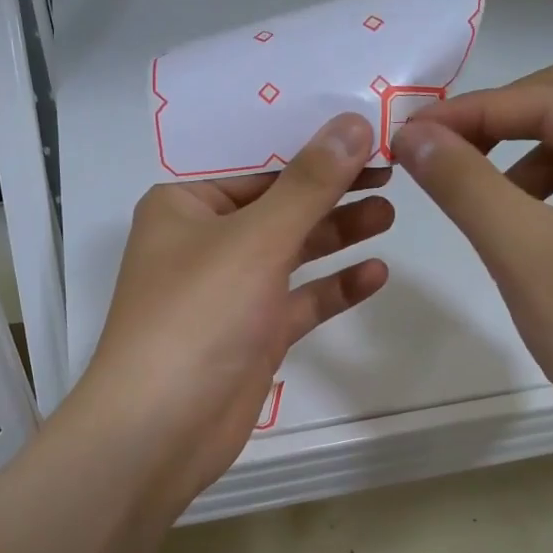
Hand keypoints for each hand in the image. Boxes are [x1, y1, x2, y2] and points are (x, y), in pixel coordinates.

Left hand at [67, 113, 392, 514]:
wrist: (160, 429)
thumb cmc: (197, 316)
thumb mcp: (256, 240)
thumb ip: (310, 183)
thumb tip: (354, 123)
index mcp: (185, 206)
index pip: (256, 161)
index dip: (310, 143)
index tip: (366, 127)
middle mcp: (205, 243)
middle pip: (279, 205)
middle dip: (331, 188)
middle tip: (391, 172)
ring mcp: (230, 292)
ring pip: (292, 252)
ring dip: (337, 233)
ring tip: (390, 213)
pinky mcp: (253, 335)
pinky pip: (299, 301)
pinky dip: (333, 287)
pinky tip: (375, 274)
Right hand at [393, 59, 552, 451]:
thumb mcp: (520, 251)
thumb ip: (463, 184)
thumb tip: (412, 134)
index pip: (550, 99)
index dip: (473, 110)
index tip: (410, 133)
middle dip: (501, 119)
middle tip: (443, 149)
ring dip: (521, 154)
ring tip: (480, 199)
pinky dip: (542, 186)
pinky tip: (517, 223)